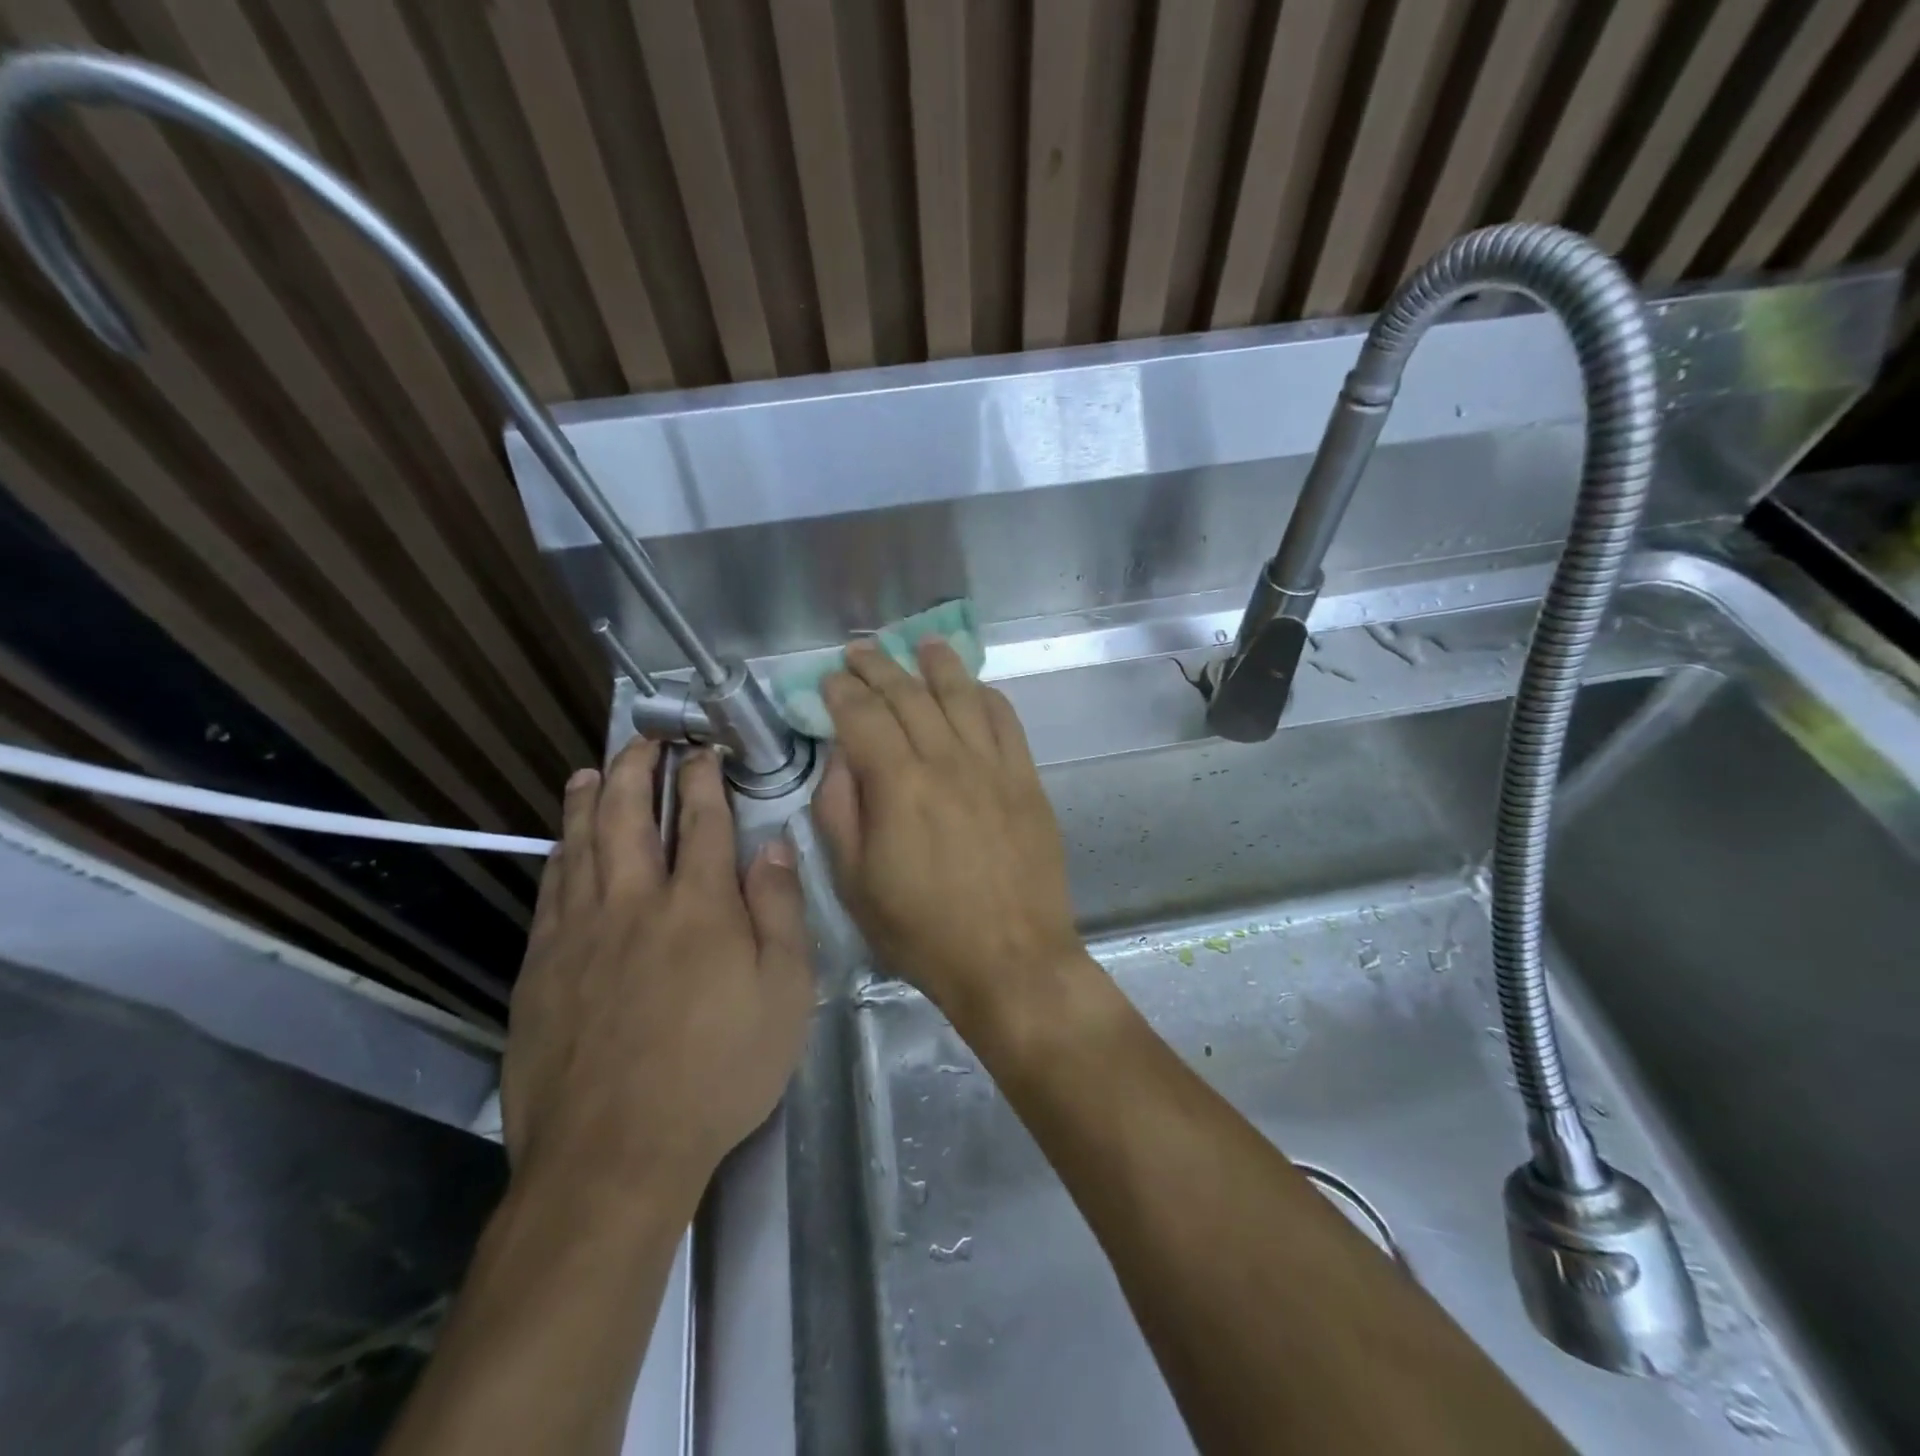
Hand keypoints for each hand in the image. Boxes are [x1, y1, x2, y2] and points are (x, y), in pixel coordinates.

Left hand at [503, 741, 812, 1199]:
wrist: (614, 1154)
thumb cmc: (719, 1072)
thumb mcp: (785, 993)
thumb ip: (780, 911)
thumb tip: (773, 846)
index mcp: (699, 906)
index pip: (701, 820)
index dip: (702, 778)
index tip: (703, 749)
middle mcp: (635, 902)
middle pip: (628, 816)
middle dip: (637, 769)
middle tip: (643, 740)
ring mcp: (580, 934)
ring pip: (580, 846)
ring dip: (588, 801)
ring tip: (591, 771)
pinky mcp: (542, 969)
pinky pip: (550, 892)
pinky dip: (558, 855)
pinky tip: (560, 846)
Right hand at [813, 639, 1084, 1032]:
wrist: (1011, 960)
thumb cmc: (923, 931)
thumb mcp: (854, 884)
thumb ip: (839, 812)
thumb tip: (840, 759)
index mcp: (898, 784)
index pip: (863, 716)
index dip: (842, 692)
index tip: (829, 679)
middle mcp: (947, 760)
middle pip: (910, 695)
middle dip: (880, 667)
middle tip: (861, 651)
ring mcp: (993, 766)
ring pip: (962, 696)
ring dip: (938, 665)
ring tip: (921, 643)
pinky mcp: (1026, 780)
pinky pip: (1006, 721)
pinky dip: (986, 696)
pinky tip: (975, 687)